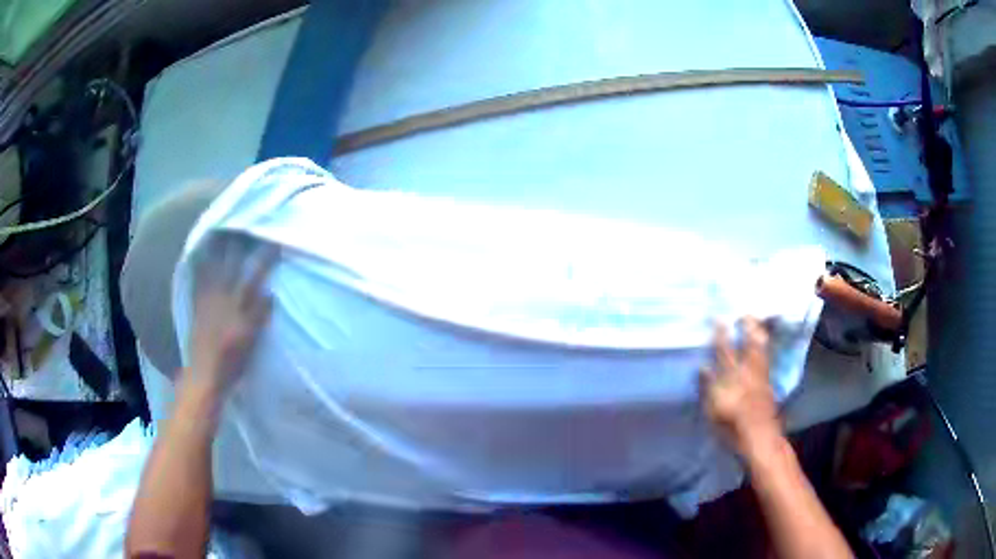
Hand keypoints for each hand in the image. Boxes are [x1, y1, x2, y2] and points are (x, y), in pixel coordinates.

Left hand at [187, 235, 278, 393]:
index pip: (254, 277)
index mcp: (238, 308)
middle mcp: (222, 298)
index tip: (275, 243)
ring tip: (222, 230)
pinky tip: (203, 254)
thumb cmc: (232, 363)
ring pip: (214, 267)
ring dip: (219, 248)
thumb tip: (270, 293)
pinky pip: (199, 278)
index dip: (265, 259)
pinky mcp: (198, 304)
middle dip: (239, 245)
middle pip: (232, 266)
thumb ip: (259, 316)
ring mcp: (208, 299)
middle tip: (244, 225)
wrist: (204, 374)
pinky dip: (202, 264)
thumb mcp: (251, 342)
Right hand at [699, 317, 782, 458]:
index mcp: (732, 378)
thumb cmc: (731, 428)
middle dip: (748, 327)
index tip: (718, 318)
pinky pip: (766, 359)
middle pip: (750, 344)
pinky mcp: (768, 384)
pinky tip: (763, 346)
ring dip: (759, 334)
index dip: (721, 334)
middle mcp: (748, 372)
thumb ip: (708, 387)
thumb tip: (703, 367)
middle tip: (745, 313)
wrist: (759, 438)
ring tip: (756, 323)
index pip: (725, 351)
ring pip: (762, 349)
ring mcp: (761, 377)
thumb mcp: (712, 410)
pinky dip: (764, 348)